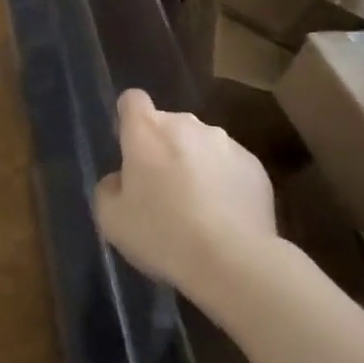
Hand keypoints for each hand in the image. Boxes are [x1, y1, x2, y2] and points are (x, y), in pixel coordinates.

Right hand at [94, 88, 276, 302]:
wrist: (233, 261)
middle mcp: (185, 124)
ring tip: (200, 210)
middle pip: (169, 126)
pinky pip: (230, 167)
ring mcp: (224, 142)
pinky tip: (226, 219)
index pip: (133, 100)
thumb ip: (109, 189)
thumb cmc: (163, 234)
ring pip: (201, 146)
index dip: (130, 119)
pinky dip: (225, 183)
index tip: (131, 147)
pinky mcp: (254, 165)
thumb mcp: (113, 220)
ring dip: (196, 165)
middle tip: (164, 192)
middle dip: (164, 150)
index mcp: (147, 130)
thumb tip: (120, 180)